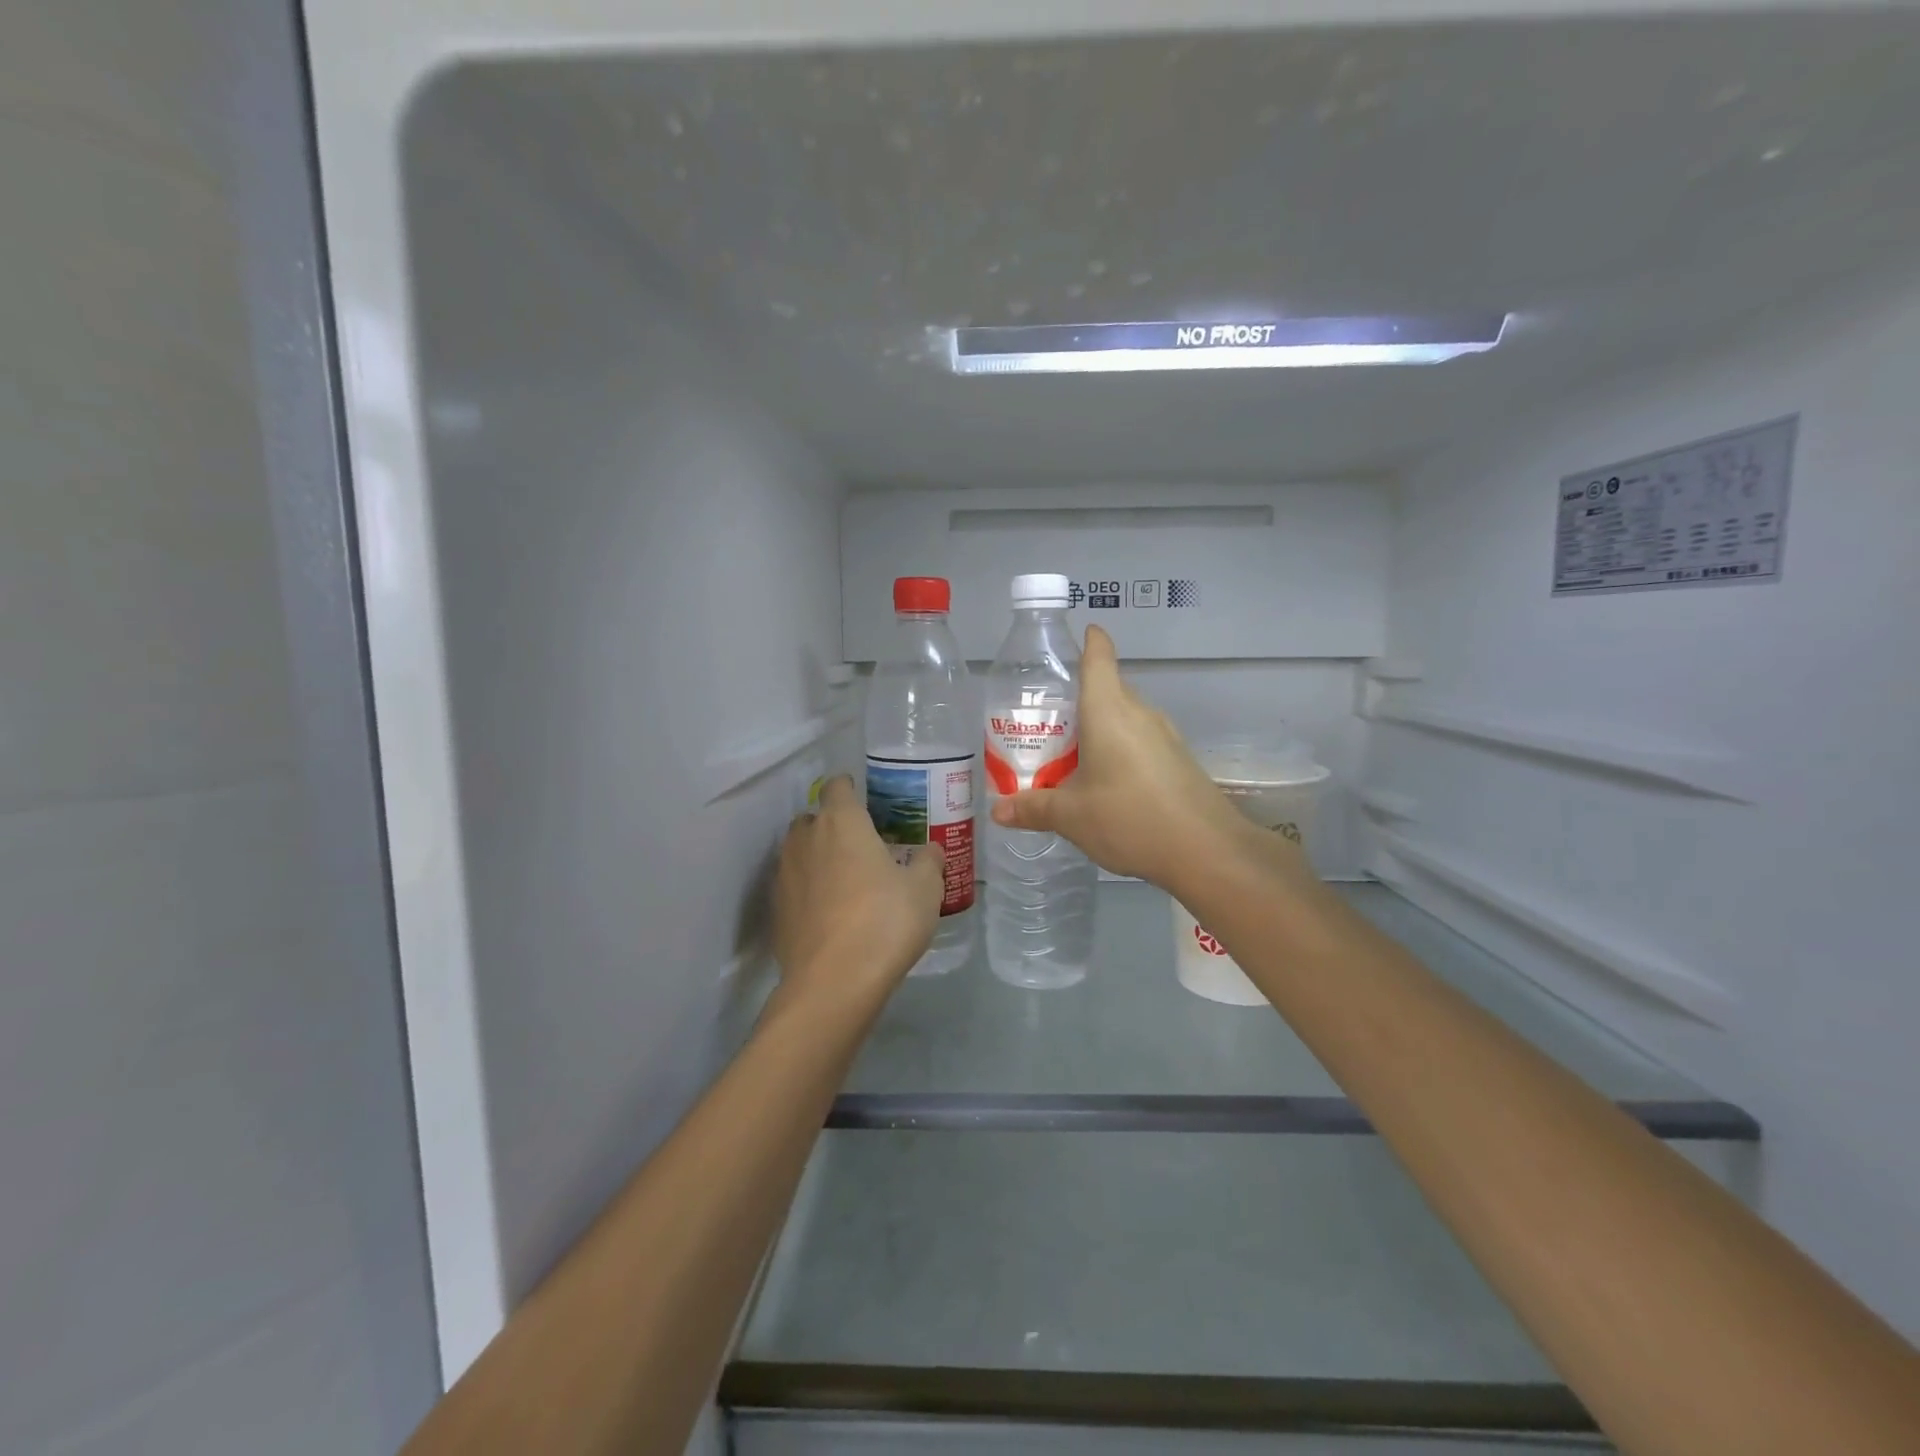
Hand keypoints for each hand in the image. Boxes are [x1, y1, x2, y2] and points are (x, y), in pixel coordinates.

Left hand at [772, 775, 943, 1010]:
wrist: (834, 981)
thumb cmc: (885, 921)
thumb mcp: (925, 889)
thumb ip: (929, 861)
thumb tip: (931, 849)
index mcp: (842, 822)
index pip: (837, 786)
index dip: (850, 788)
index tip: (864, 799)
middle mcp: (806, 839)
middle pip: (813, 818)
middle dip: (831, 825)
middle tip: (859, 844)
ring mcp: (785, 874)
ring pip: (798, 852)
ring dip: (816, 857)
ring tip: (844, 879)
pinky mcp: (776, 909)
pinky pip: (793, 886)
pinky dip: (807, 890)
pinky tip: (829, 912)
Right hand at [988, 626, 1304, 894]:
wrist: (1208, 851)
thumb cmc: (1130, 818)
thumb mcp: (1072, 816)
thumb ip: (1034, 808)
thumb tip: (998, 811)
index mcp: (1108, 711)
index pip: (1099, 658)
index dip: (1090, 641)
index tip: (1080, 635)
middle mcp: (1139, 713)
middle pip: (1108, 689)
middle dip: (1078, 699)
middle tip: (1046, 722)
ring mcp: (1164, 736)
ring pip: (1125, 717)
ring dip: (1099, 728)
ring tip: (1070, 755)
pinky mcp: (1179, 759)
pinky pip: (1140, 741)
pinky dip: (1119, 749)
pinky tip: (1107, 782)